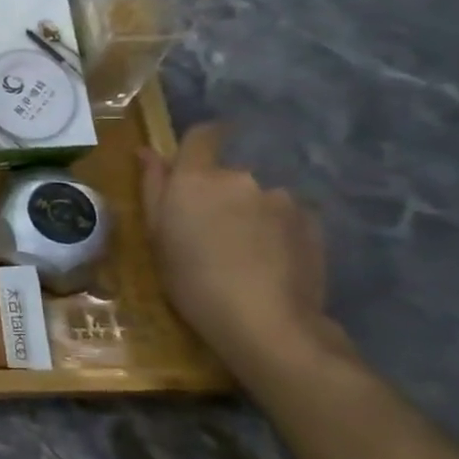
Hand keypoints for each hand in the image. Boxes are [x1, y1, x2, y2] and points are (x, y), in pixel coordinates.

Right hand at [140, 123, 348, 383]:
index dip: (200, 141)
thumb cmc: (191, 280)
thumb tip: (147, 151)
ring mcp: (280, 199)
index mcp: (195, 178)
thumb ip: (153, 187)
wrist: (265, 322)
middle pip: (227, 174)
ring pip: (257, 197)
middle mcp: (240, 177)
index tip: (194, 160)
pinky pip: (285, 217)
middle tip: (209, 232)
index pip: (202, 135)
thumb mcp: (157, 236)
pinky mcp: (312, 223)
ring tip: (244, 253)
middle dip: (219, 194)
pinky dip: (276, 231)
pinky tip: (271, 263)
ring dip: (249, 214)